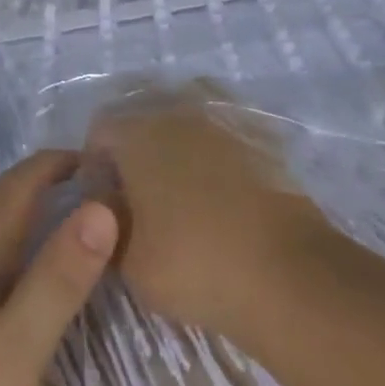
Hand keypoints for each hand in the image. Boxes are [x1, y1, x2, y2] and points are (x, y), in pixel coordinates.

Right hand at [84, 86, 331, 339]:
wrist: (287, 274)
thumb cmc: (193, 263)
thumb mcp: (128, 259)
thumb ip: (107, 220)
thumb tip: (109, 200)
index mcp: (136, 132)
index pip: (99, 131)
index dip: (97, 165)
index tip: (106, 201)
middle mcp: (177, 111)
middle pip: (143, 117)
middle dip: (137, 149)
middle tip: (143, 195)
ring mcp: (223, 119)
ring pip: (186, 118)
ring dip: (178, 145)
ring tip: (183, 188)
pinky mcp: (262, 137)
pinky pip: (225, 133)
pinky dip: (217, 152)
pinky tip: (221, 188)